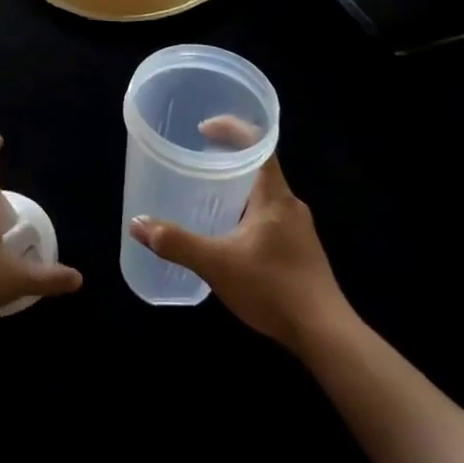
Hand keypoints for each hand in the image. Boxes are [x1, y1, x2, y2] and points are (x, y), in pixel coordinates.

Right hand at [128, 119, 346, 354]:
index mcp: (275, 196)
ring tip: (205, 199)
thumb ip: (176, 243)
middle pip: (259, 168)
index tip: (203, 129)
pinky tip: (228, 239)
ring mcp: (299, 230)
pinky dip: (245, 215)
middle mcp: (290, 205)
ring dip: (237, 191)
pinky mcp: (301, 252)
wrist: (325, 335)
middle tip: (195, 164)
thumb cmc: (273, 287)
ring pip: (263, 196)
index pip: (259, 143)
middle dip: (227, 161)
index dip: (232, 128)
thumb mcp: (216, 264)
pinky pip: (269, 219)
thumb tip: (137, 224)